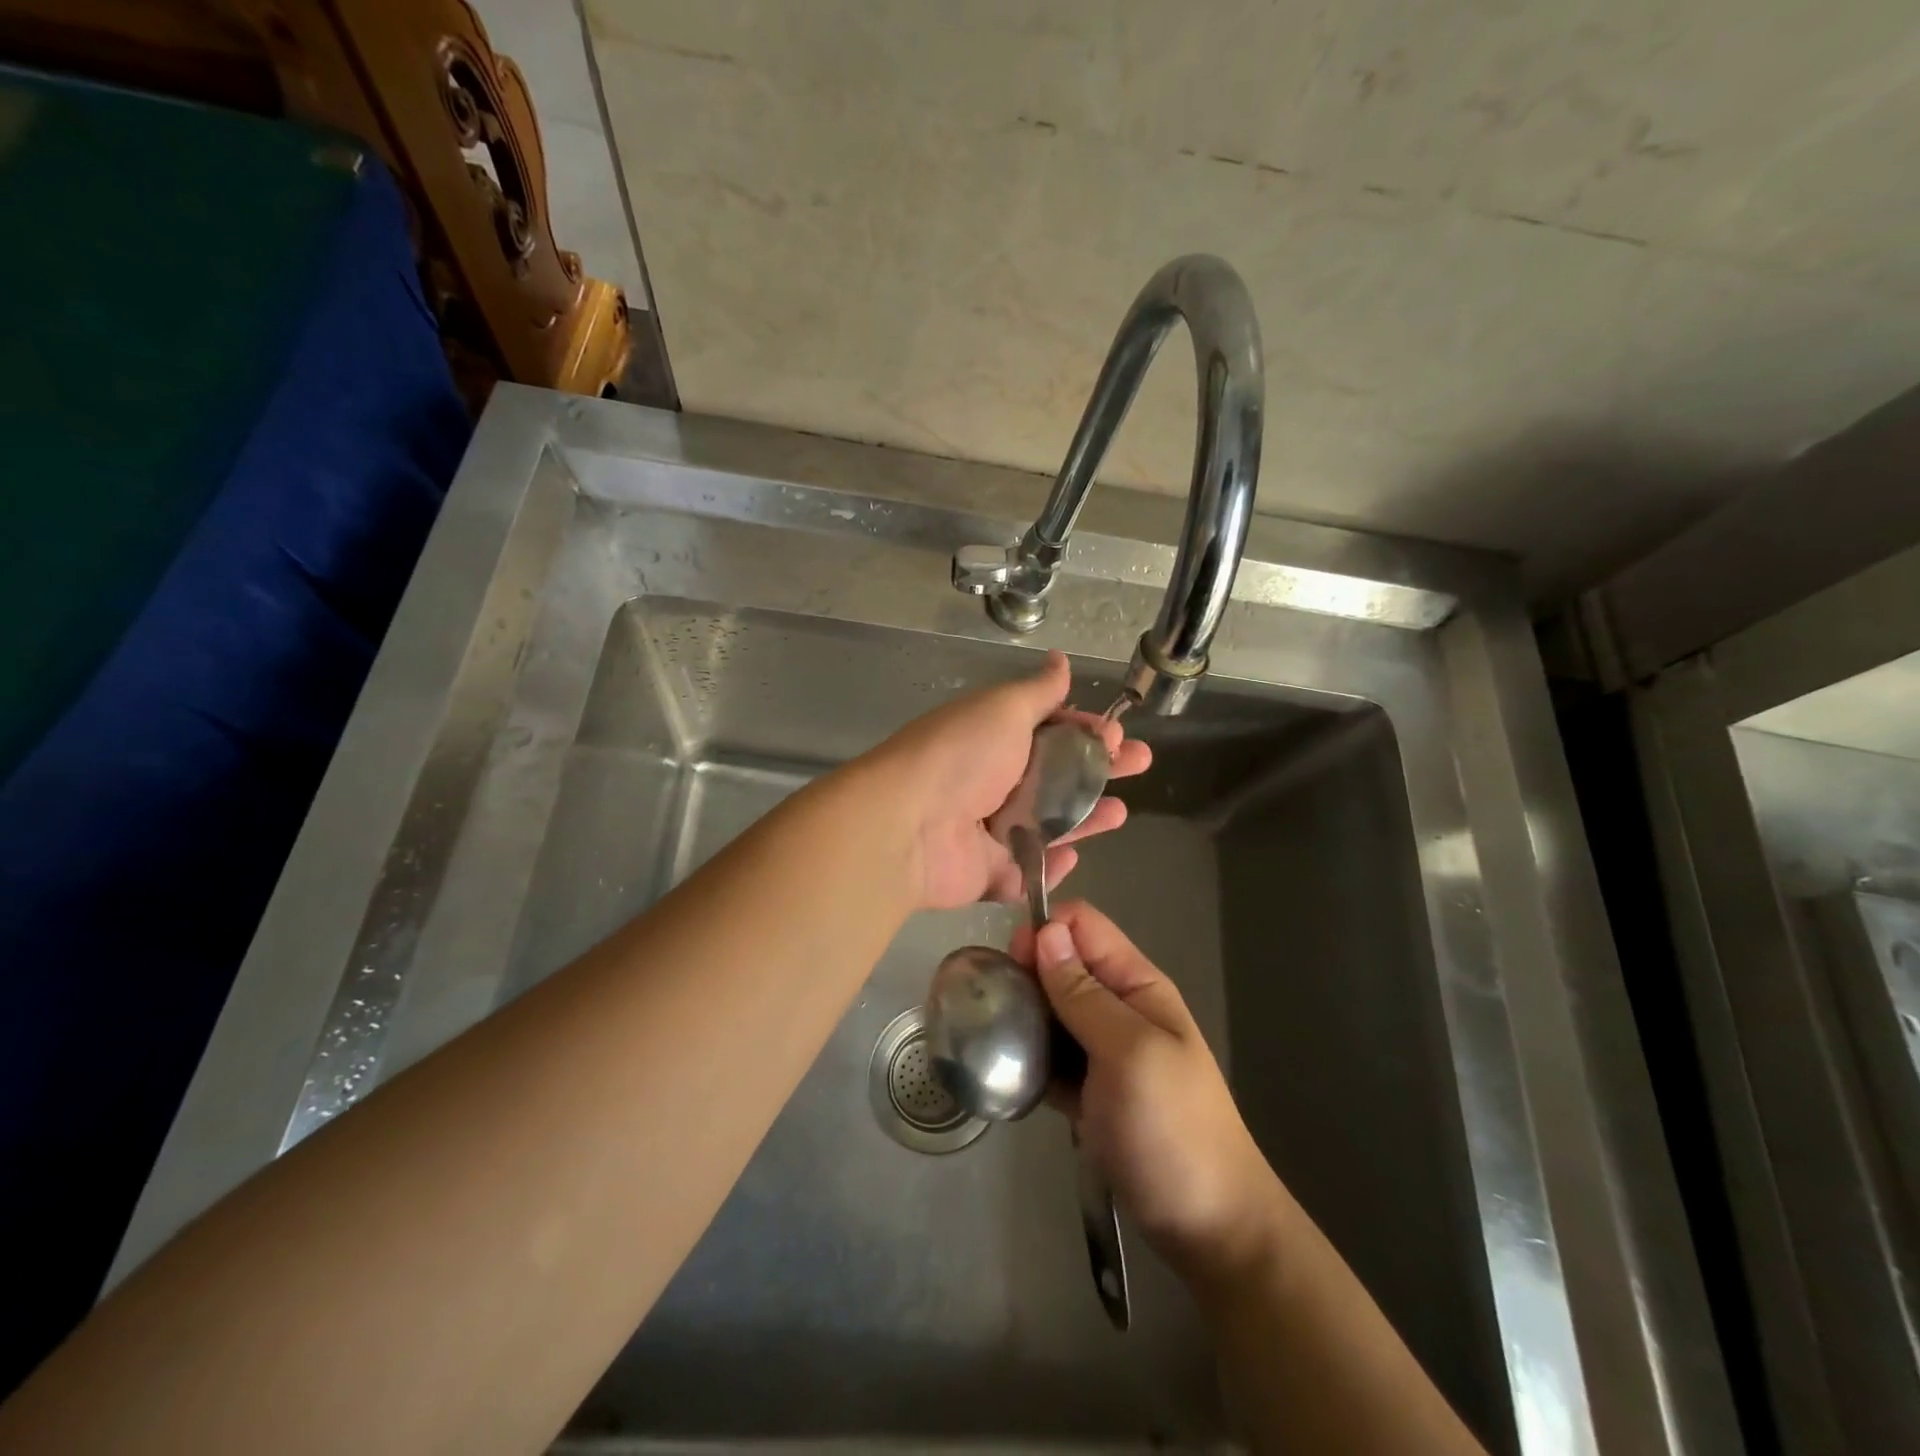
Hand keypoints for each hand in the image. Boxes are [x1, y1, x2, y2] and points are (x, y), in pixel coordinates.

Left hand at [858, 651, 1149, 910]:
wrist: (908, 824)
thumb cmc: (961, 755)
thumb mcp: (1002, 708)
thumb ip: (1038, 691)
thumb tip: (1060, 659)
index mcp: (995, 739)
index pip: (1049, 731)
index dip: (1084, 729)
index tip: (1115, 732)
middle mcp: (994, 783)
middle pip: (1057, 777)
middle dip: (1100, 770)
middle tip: (1139, 764)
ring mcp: (991, 832)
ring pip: (1049, 826)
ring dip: (1086, 819)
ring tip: (1120, 813)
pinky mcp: (991, 874)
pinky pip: (1030, 872)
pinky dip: (1053, 867)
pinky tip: (1075, 857)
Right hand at [1012, 900, 1289, 1283]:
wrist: (1209, 1228)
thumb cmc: (1172, 1129)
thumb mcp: (1128, 1052)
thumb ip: (1084, 993)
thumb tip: (1047, 932)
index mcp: (1136, 985)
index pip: (1083, 927)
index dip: (1045, 932)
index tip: (1015, 963)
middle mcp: (1118, 1007)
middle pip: (1061, 964)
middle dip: (1027, 974)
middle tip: (999, 1007)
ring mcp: (1103, 1050)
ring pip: (1051, 1010)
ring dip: (1025, 1017)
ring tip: (995, 1039)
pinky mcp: (1088, 1089)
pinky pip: (1051, 1056)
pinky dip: (1031, 1059)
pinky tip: (1010, 1073)